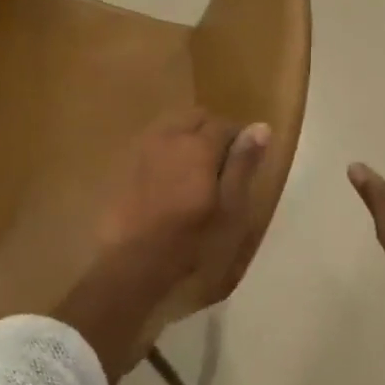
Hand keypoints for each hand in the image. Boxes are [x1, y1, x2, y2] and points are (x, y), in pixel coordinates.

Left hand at [62, 109, 269, 384]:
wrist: (130, 266)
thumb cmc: (190, 241)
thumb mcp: (229, 208)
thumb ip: (243, 164)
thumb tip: (261, 126)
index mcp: (198, 145)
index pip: (225, 124)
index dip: (238, 139)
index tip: (243, 162)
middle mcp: (168, 136)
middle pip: (196, 117)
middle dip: (211, 131)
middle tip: (219, 165)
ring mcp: (141, 149)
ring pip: (171, 126)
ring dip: (186, 138)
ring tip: (193, 171)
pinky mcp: (123, 166)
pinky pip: (151, 144)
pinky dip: (164, 151)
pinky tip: (167, 181)